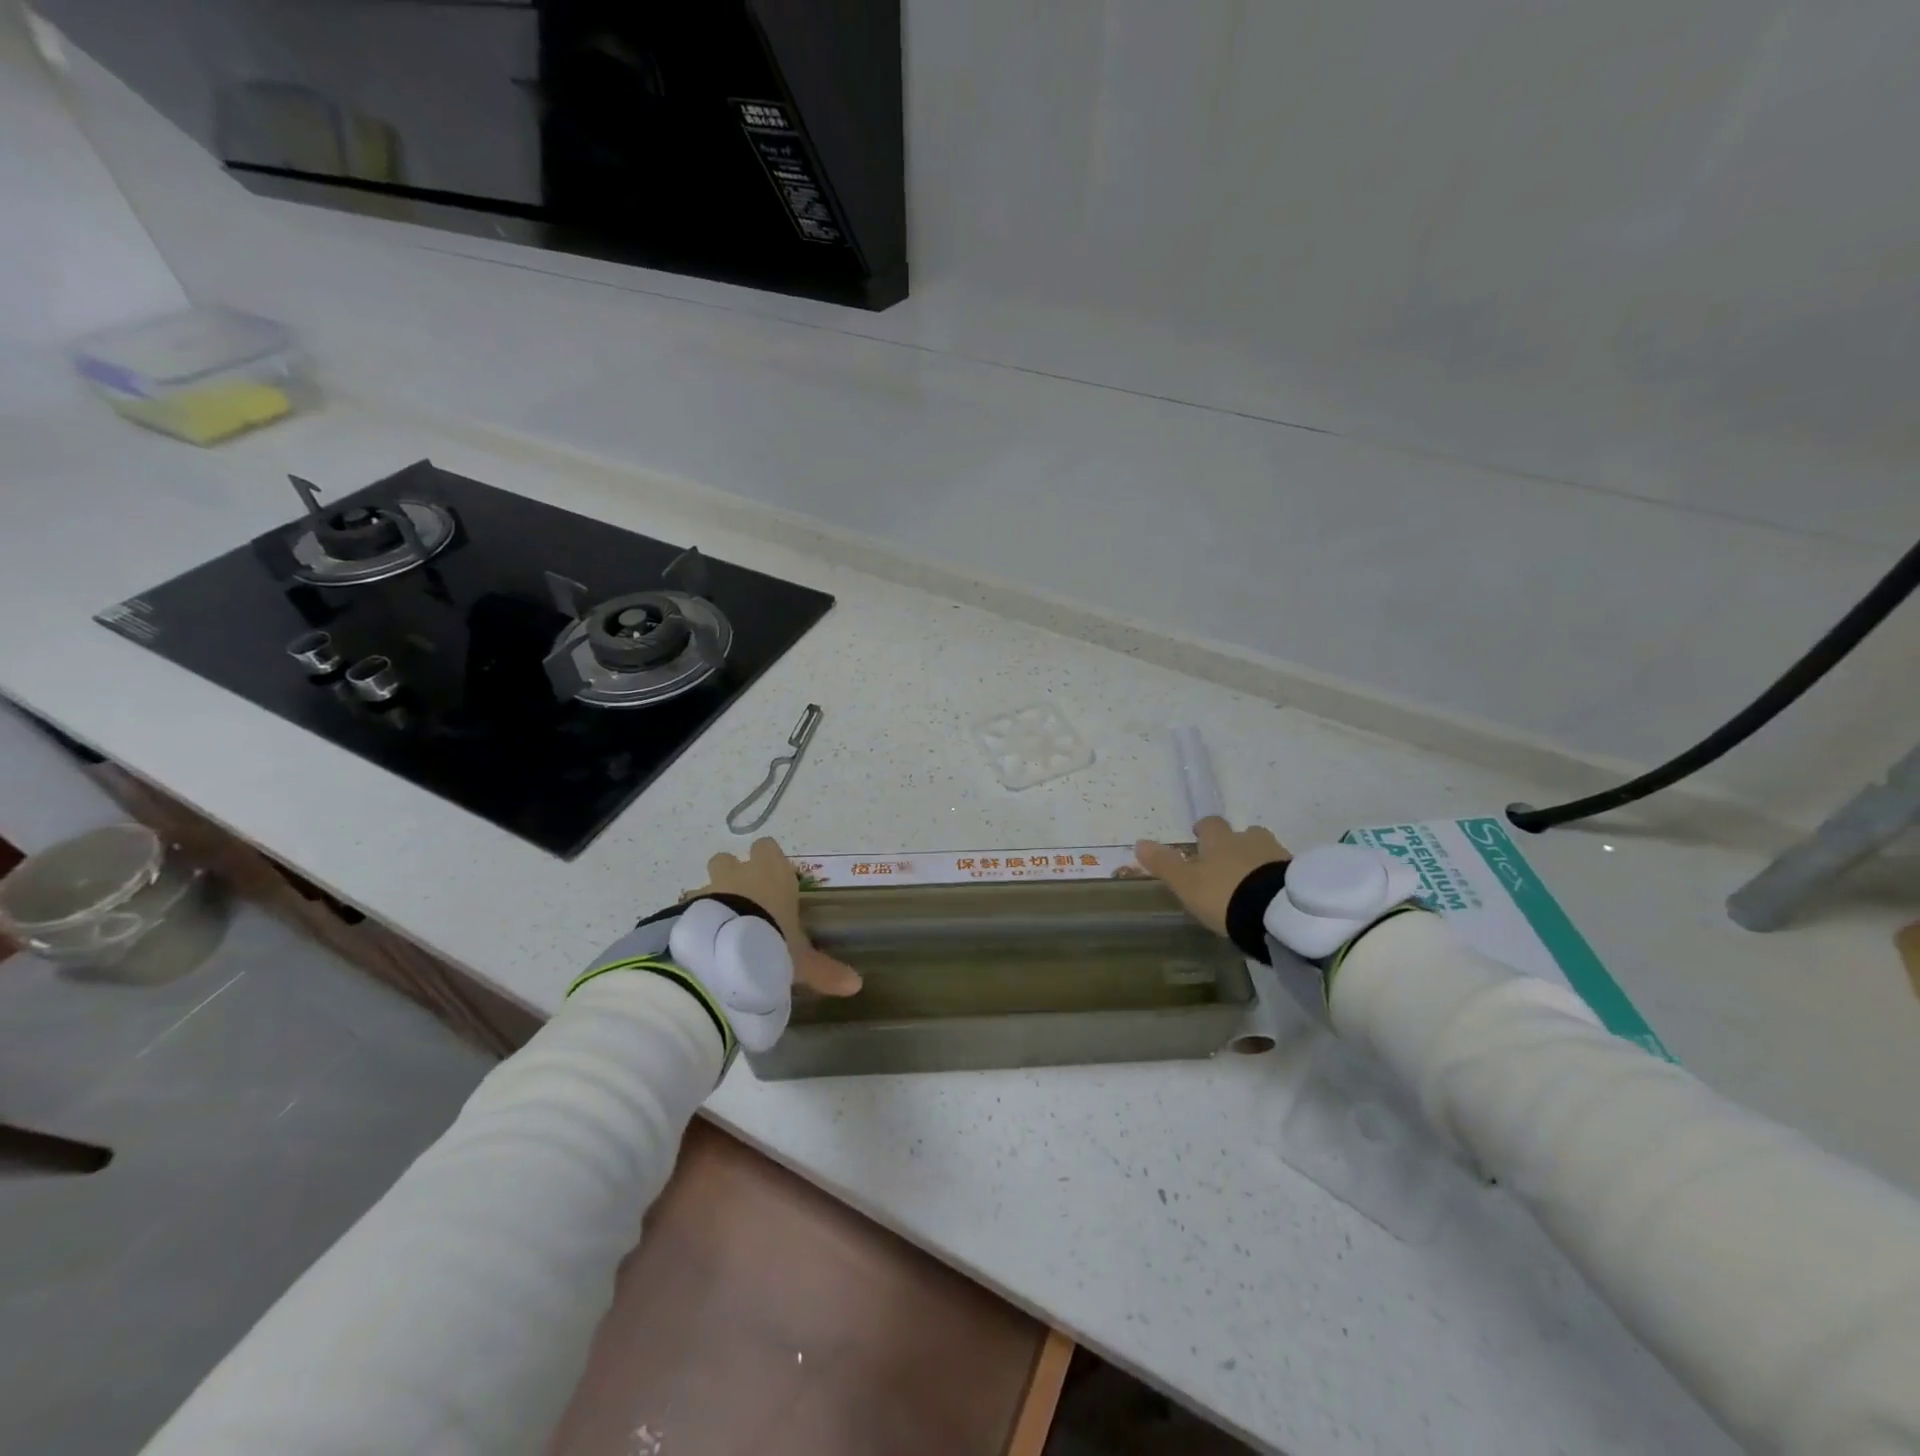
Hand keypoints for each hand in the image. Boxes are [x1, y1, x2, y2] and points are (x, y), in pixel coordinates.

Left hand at [698, 837, 861, 995]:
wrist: (724, 947)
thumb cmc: (772, 940)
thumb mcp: (801, 961)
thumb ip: (825, 971)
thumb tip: (856, 985)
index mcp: (773, 875)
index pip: (767, 848)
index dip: (767, 861)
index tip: (772, 882)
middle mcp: (741, 873)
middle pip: (730, 859)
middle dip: (733, 875)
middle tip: (743, 903)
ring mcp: (710, 887)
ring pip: (707, 882)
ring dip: (710, 897)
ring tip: (718, 927)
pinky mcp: (686, 906)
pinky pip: (688, 907)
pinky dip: (692, 919)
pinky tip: (699, 942)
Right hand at [1135, 817, 1290, 935]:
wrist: (1277, 912)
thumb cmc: (1225, 894)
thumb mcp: (1187, 883)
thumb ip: (1165, 864)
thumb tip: (1139, 843)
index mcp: (1220, 840)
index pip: (1210, 825)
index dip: (1204, 830)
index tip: (1199, 838)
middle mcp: (1249, 840)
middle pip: (1243, 834)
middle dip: (1236, 845)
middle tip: (1228, 865)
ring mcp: (1277, 856)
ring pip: (1264, 852)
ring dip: (1258, 862)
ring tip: (1252, 885)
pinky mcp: (1299, 876)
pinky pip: (1283, 872)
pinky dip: (1275, 879)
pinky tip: (1271, 897)